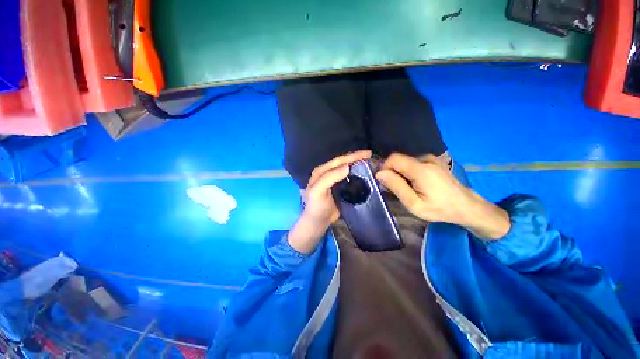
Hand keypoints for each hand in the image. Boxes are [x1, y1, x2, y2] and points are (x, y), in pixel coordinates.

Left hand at [289, 150, 371, 252]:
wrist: (318, 222)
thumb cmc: (316, 206)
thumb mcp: (318, 191)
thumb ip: (330, 178)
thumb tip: (347, 167)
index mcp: (321, 171)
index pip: (338, 161)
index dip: (352, 156)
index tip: (367, 154)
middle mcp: (328, 173)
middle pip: (344, 163)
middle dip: (357, 158)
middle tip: (371, 156)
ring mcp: (334, 181)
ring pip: (347, 170)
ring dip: (358, 166)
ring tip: (370, 163)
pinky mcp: (340, 188)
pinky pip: (350, 179)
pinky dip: (357, 175)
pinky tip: (366, 175)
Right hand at [376, 153, 509, 239]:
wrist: (466, 206)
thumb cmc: (440, 209)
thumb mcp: (414, 203)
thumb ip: (396, 186)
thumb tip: (379, 173)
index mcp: (421, 169)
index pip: (393, 158)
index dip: (385, 168)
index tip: (386, 183)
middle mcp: (426, 159)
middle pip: (399, 160)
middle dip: (392, 173)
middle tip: (398, 190)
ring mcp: (431, 158)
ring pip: (405, 162)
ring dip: (401, 173)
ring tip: (408, 189)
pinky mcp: (433, 161)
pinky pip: (412, 163)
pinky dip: (408, 172)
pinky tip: (416, 184)